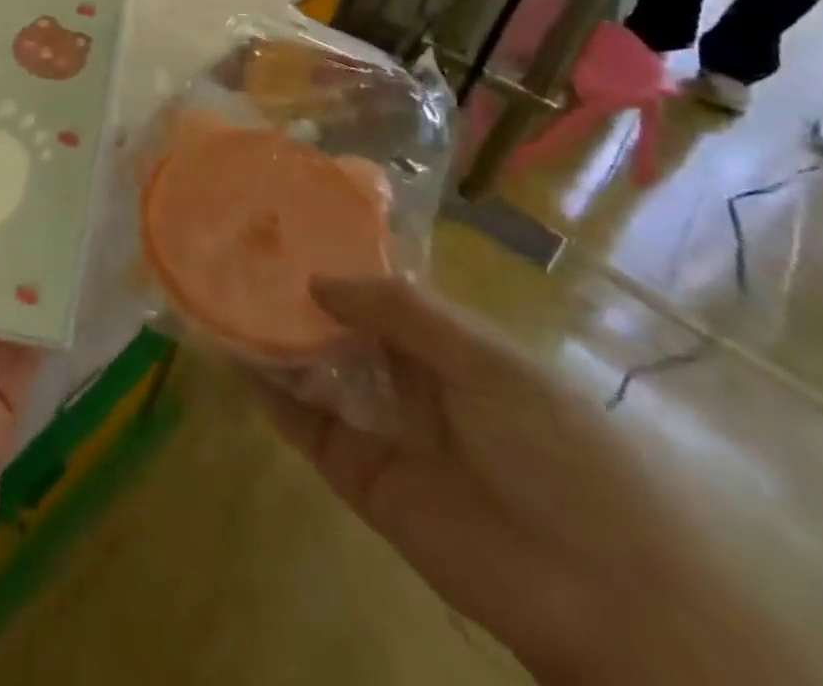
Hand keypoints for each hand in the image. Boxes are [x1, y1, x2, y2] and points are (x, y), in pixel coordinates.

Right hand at [256, 277, 817, 685]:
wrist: (605, 598)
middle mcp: (407, 377)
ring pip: (311, 366)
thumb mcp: (491, 363)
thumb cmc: (561, 454)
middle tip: (234, 249)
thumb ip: (404, 313)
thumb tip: (318, 278)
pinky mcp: (353, 470)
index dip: (335, 258)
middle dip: (292, 292)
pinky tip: (227, 348)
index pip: (380, 291)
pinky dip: (264, 386)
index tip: (282, 223)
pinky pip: (301, 419)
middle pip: (337, 324)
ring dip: (269, 333)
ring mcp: (377, 423)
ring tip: (217, 288)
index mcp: (449, 345)